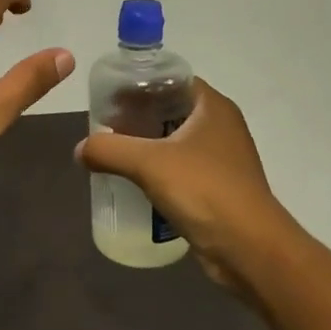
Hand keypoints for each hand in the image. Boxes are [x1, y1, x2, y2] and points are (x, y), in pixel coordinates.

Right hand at [76, 79, 290, 280]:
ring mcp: (223, 159)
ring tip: (114, 153)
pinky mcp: (220, 188)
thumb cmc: (204, 191)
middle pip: (172, 110)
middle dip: (138, 116)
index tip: (111, 97)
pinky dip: (160, 171)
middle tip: (106, 126)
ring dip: (148, 145)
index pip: (172, 80)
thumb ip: (109, 150)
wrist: (250, 250)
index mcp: (213, 107)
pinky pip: (182, 169)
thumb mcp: (148, 163)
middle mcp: (222, 126)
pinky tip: (136, 182)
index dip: (141, 84)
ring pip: (177, 141)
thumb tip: (80, 149)